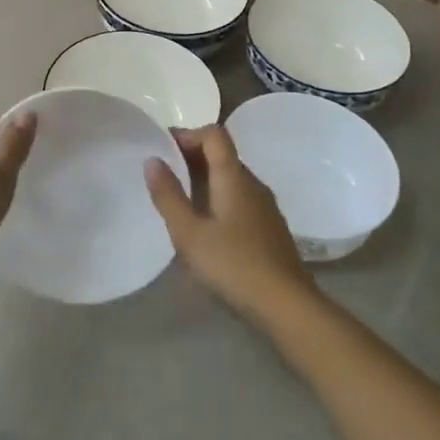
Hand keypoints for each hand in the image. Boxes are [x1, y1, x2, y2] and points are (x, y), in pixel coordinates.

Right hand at [145, 125, 316, 325]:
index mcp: (234, 176)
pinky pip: (240, 198)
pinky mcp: (270, 228)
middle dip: (192, 155)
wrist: (288, 306)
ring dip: (205, 178)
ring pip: (232, 178)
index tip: (162, 147)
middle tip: (163, 172)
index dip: (188, 133)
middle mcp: (253, 183)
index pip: (214, 134)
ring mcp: (265, 206)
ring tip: (179, 198)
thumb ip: (168, 196)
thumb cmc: (233, 265)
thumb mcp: (189, 233)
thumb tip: (151, 160)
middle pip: (223, 154)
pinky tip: (206, 224)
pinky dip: (219, 197)